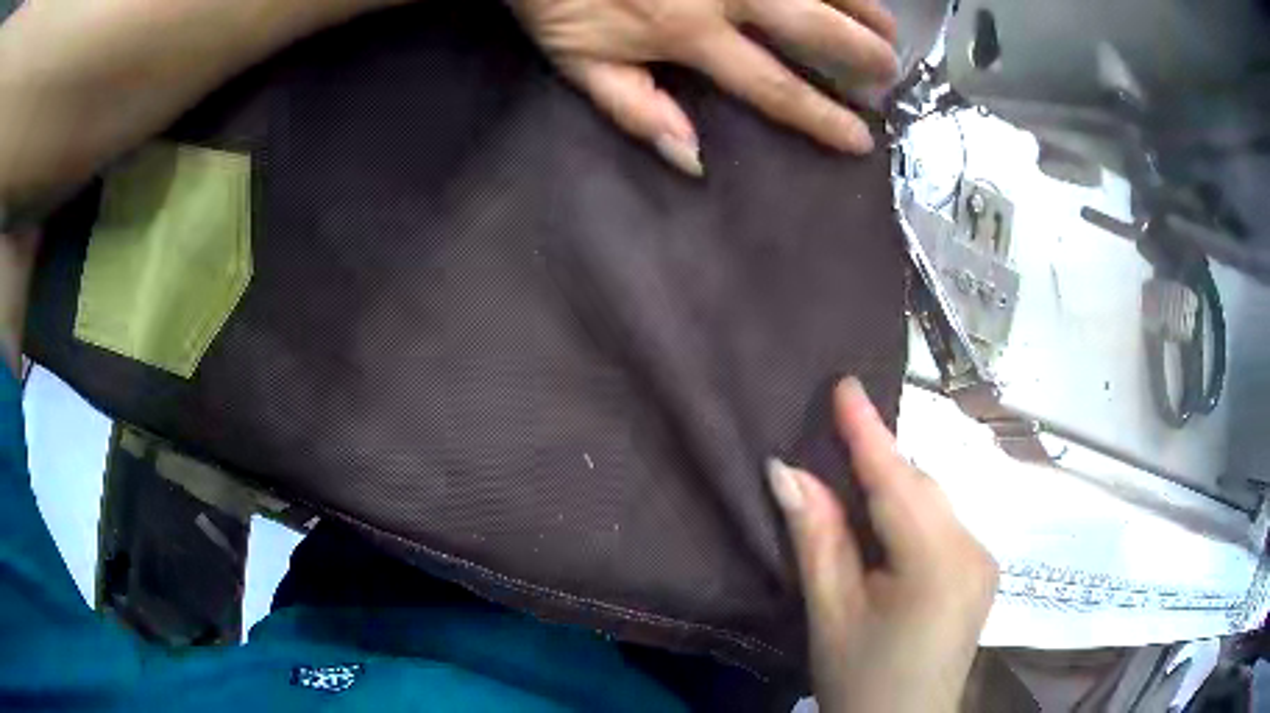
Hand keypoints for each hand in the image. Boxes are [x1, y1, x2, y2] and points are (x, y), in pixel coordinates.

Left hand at [509, 0, 898, 175]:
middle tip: (890, 73)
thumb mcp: (579, 61)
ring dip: (862, 8)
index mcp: (689, 35)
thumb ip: (636, 109)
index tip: (860, 139)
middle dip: (859, 54)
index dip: (821, 117)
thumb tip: (693, 160)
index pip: (773, 86)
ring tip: (891, 29)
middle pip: (813, 28)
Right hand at [767, 378, 996, 712]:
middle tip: (833, 442)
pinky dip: (910, 515)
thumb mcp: (831, 613)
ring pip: (933, 504)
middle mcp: (973, 549)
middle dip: (879, 464)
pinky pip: (942, 526)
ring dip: (894, 490)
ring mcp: (983, 561)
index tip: (846, 384)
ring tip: (851, 487)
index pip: (897, 481)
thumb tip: (787, 470)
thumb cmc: (860, 680)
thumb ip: (817, 537)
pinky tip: (884, 529)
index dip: (867, 431)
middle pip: (921, 489)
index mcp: (938, 562)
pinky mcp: (981, 574)